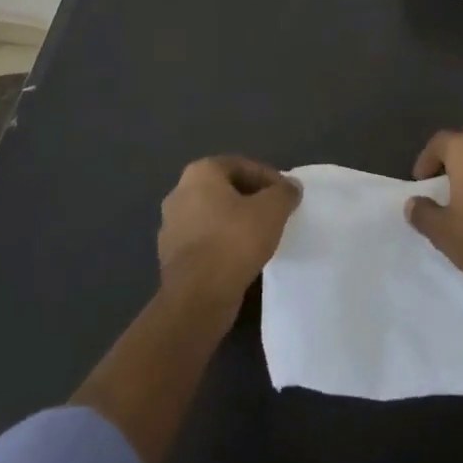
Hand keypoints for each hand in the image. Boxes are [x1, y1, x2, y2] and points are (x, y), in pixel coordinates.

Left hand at [158, 156, 301, 296]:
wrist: (197, 297)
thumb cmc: (234, 241)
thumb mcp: (272, 210)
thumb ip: (284, 192)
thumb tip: (290, 187)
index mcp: (200, 173)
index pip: (242, 165)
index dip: (268, 178)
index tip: (286, 196)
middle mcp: (180, 193)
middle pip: (225, 188)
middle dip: (251, 198)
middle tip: (275, 213)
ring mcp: (171, 226)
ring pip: (213, 215)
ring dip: (236, 222)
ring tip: (261, 236)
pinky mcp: (171, 256)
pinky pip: (205, 240)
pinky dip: (223, 243)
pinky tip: (242, 257)